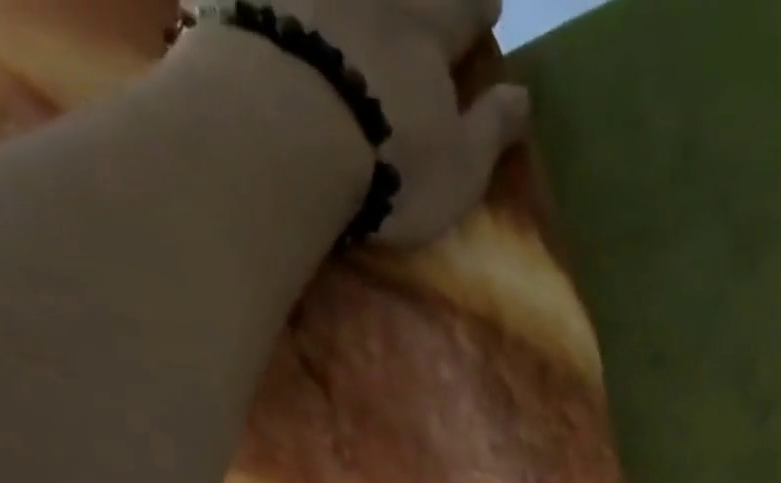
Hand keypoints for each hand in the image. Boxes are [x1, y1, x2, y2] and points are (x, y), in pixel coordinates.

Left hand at [275, 0, 531, 247]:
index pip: (466, 8)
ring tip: (359, 17)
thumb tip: (523, 95)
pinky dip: (287, 8)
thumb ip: (491, 130)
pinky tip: (289, 14)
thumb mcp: (459, 167)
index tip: (489, 9)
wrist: (286, 136)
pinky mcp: (257, 2)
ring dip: (355, 7)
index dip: (479, 10)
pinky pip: (275, 0)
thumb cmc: (390, 164)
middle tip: (425, 9)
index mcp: (430, 29)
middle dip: (424, 1)